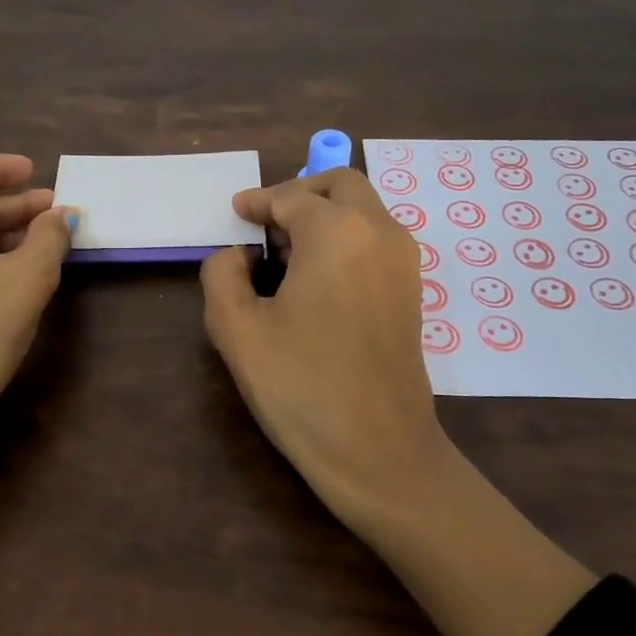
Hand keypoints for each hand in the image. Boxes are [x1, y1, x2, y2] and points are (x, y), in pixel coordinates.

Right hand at [199, 168, 451, 520]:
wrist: (378, 451)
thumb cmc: (302, 387)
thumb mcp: (237, 330)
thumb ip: (222, 274)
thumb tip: (239, 255)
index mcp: (337, 232)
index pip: (290, 197)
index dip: (258, 202)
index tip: (236, 213)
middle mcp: (380, 232)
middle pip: (340, 185)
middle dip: (299, 194)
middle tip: (264, 225)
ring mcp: (404, 261)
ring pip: (364, 210)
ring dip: (325, 215)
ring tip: (286, 255)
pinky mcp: (412, 290)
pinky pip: (376, 240)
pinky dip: (346, 238)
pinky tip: (317, 279)